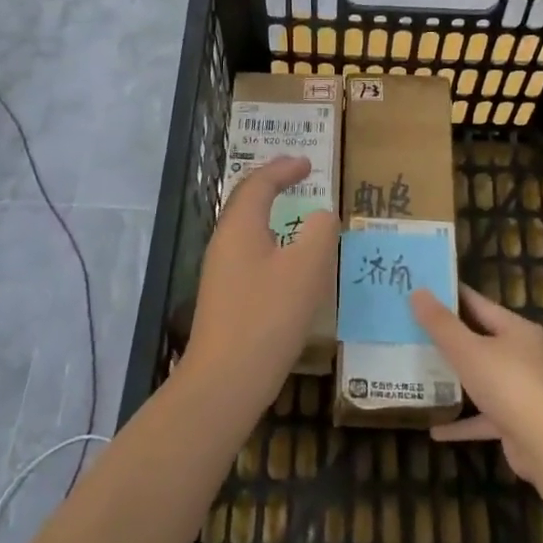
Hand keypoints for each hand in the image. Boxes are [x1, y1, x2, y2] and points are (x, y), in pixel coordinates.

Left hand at [188, 156, 337, 388]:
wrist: (226, 380)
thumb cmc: (268, 316)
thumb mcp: (307, 268)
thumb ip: (320, 232)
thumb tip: (322, 216)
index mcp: (240, 227)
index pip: (259, 183)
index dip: (283, 168)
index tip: (308, 162)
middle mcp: (224, 243)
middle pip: (246, 202)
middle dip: (272, 185)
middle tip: (299, 178)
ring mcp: (220, 273)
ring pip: (247, 230)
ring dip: (271, 214)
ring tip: (297, 213)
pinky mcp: (225, 298)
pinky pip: (249, 254)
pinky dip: (271, 242)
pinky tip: (288, 262)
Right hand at [411, 285, 542, 481]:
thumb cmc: (506, 383)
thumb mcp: (467, 349)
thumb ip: (440, 323)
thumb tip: (417, 292)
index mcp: (516, 330)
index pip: (479, 304)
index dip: (451, 296)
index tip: (425, 291)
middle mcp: (523, 355)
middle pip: (481, 340)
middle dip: (449, 339)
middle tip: (414, 330)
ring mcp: (521, 390)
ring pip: (482, 378)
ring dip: (456, 380)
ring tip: (422, 375)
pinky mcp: (516, 421)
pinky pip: (483, 417)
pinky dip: (462, 422)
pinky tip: (435, 429)